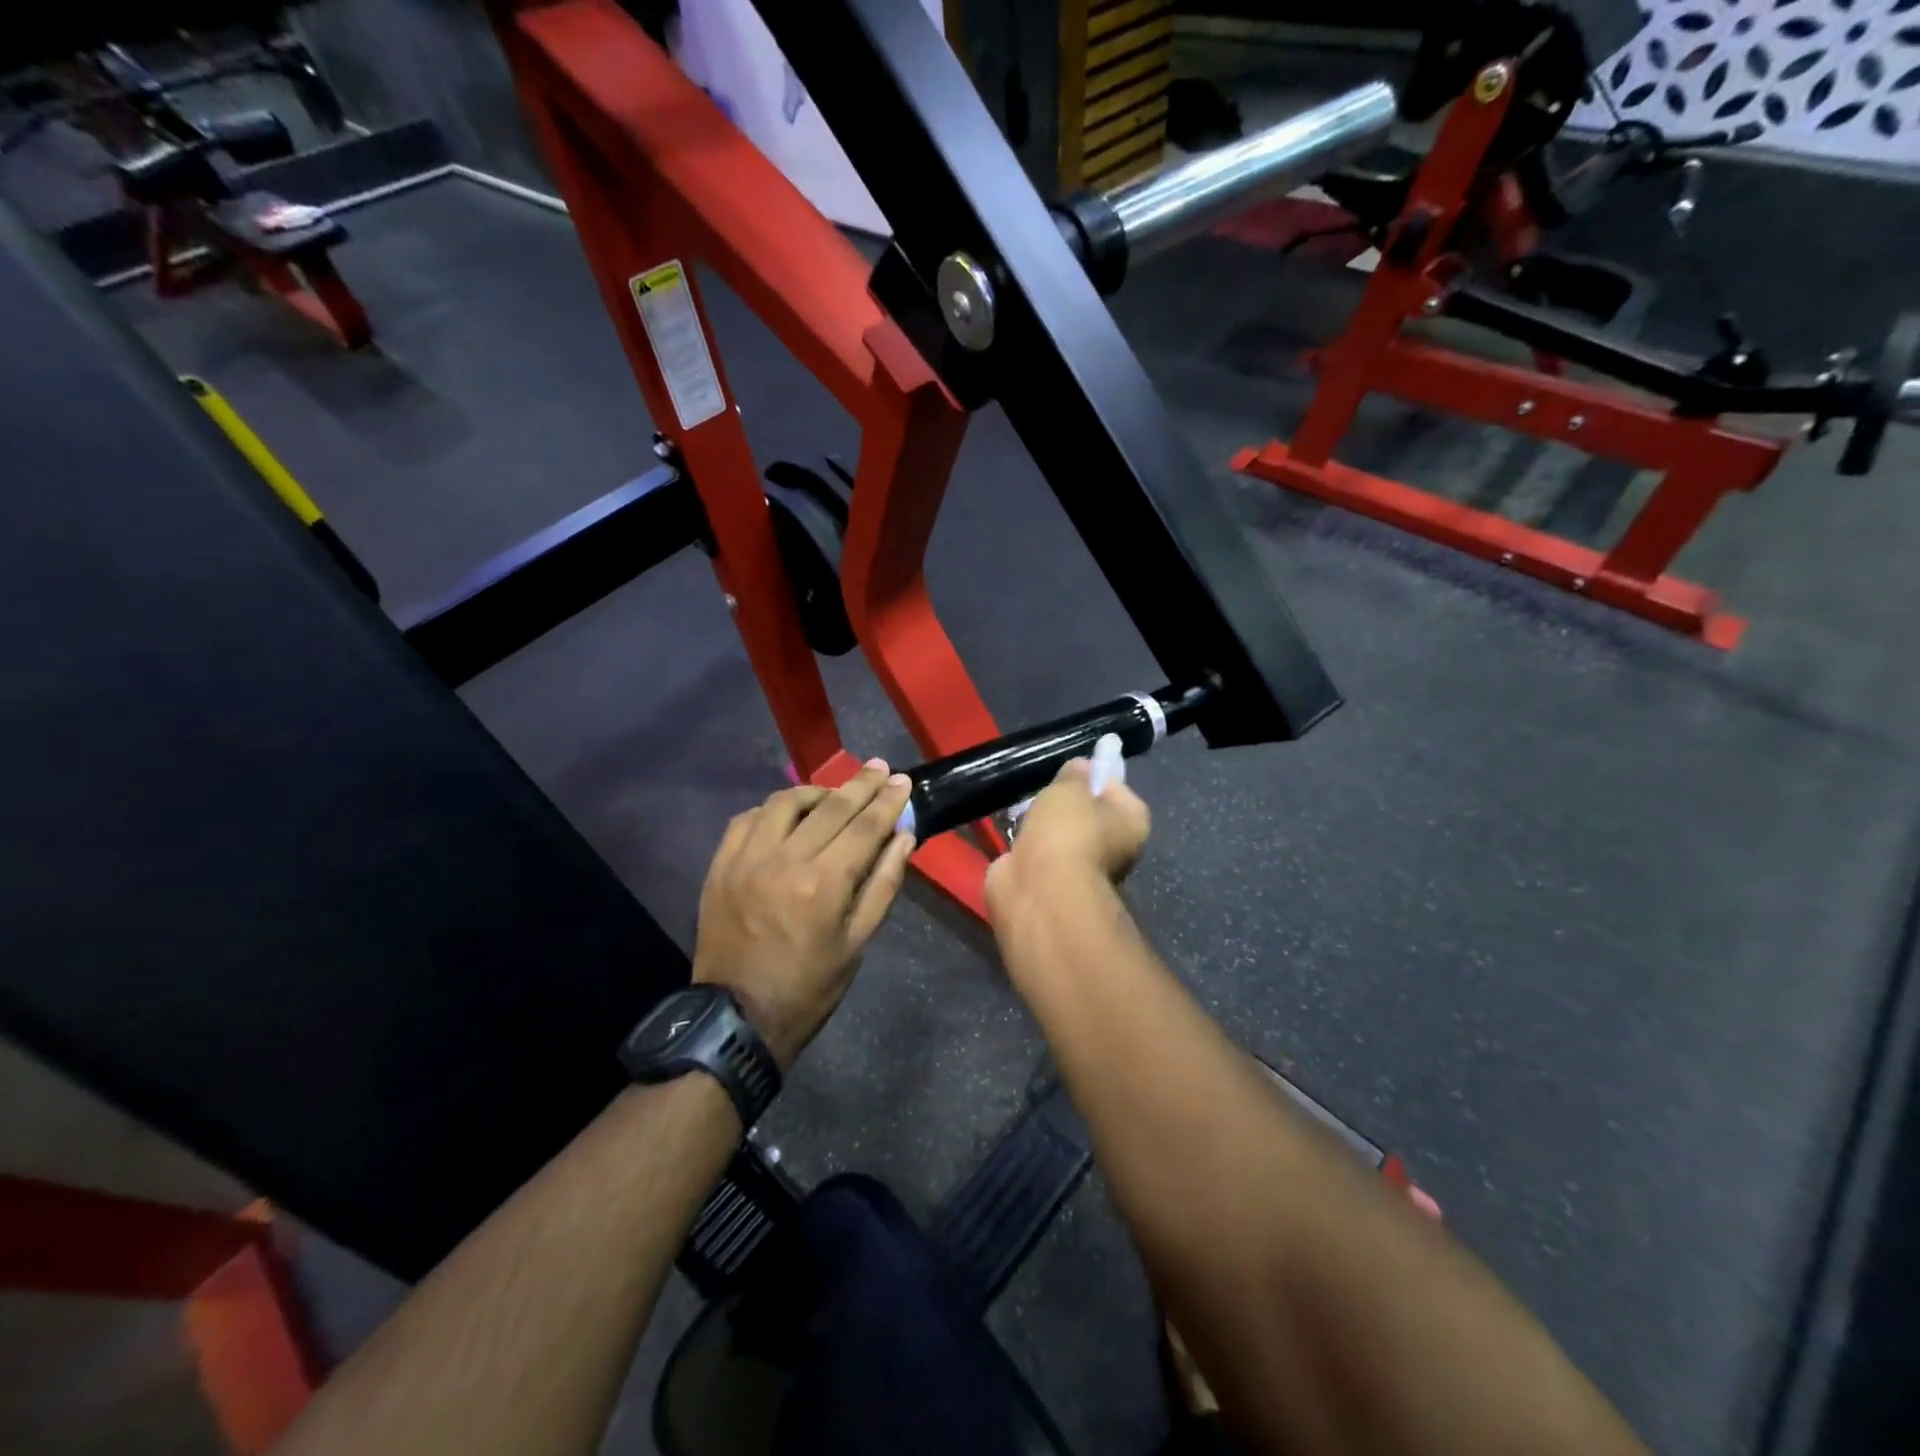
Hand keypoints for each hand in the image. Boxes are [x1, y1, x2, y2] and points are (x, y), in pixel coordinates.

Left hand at [693, 760, 915, 1070]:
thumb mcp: (858, 943)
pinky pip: (747, 819)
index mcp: (823, 885)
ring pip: (784, 803)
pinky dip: (772, 809)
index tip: (902, 780)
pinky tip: (787, 814)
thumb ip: (883, 884)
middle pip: (830, 807)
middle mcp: (784, 861)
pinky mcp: (720, 866)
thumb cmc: (809, 987)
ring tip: (834, 793)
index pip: (865, 827)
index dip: (887, 800)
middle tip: (879, 767)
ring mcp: (746, 860)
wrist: (737, 1018)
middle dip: (860, 784)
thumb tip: (904, 837)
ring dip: (815, 791)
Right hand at [984, 757, 1150, 924]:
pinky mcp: (1053, 882)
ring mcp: (1084, 868)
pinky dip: (1028, 845)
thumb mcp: (1071, 787)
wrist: (1040, 889)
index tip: (1069, 770)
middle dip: (1064, 802)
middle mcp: (1116, 847)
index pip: (1116, 787)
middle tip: (1043, 790)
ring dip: (1043, 824)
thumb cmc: (1067, 830)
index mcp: (1132, 822)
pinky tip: (1013, 832)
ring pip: (1062, 834)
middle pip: (1088, 813)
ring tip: (1022, 810)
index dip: (1093, 775)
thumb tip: (1080, 768)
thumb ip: (1075, 773)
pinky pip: (1041, 852)